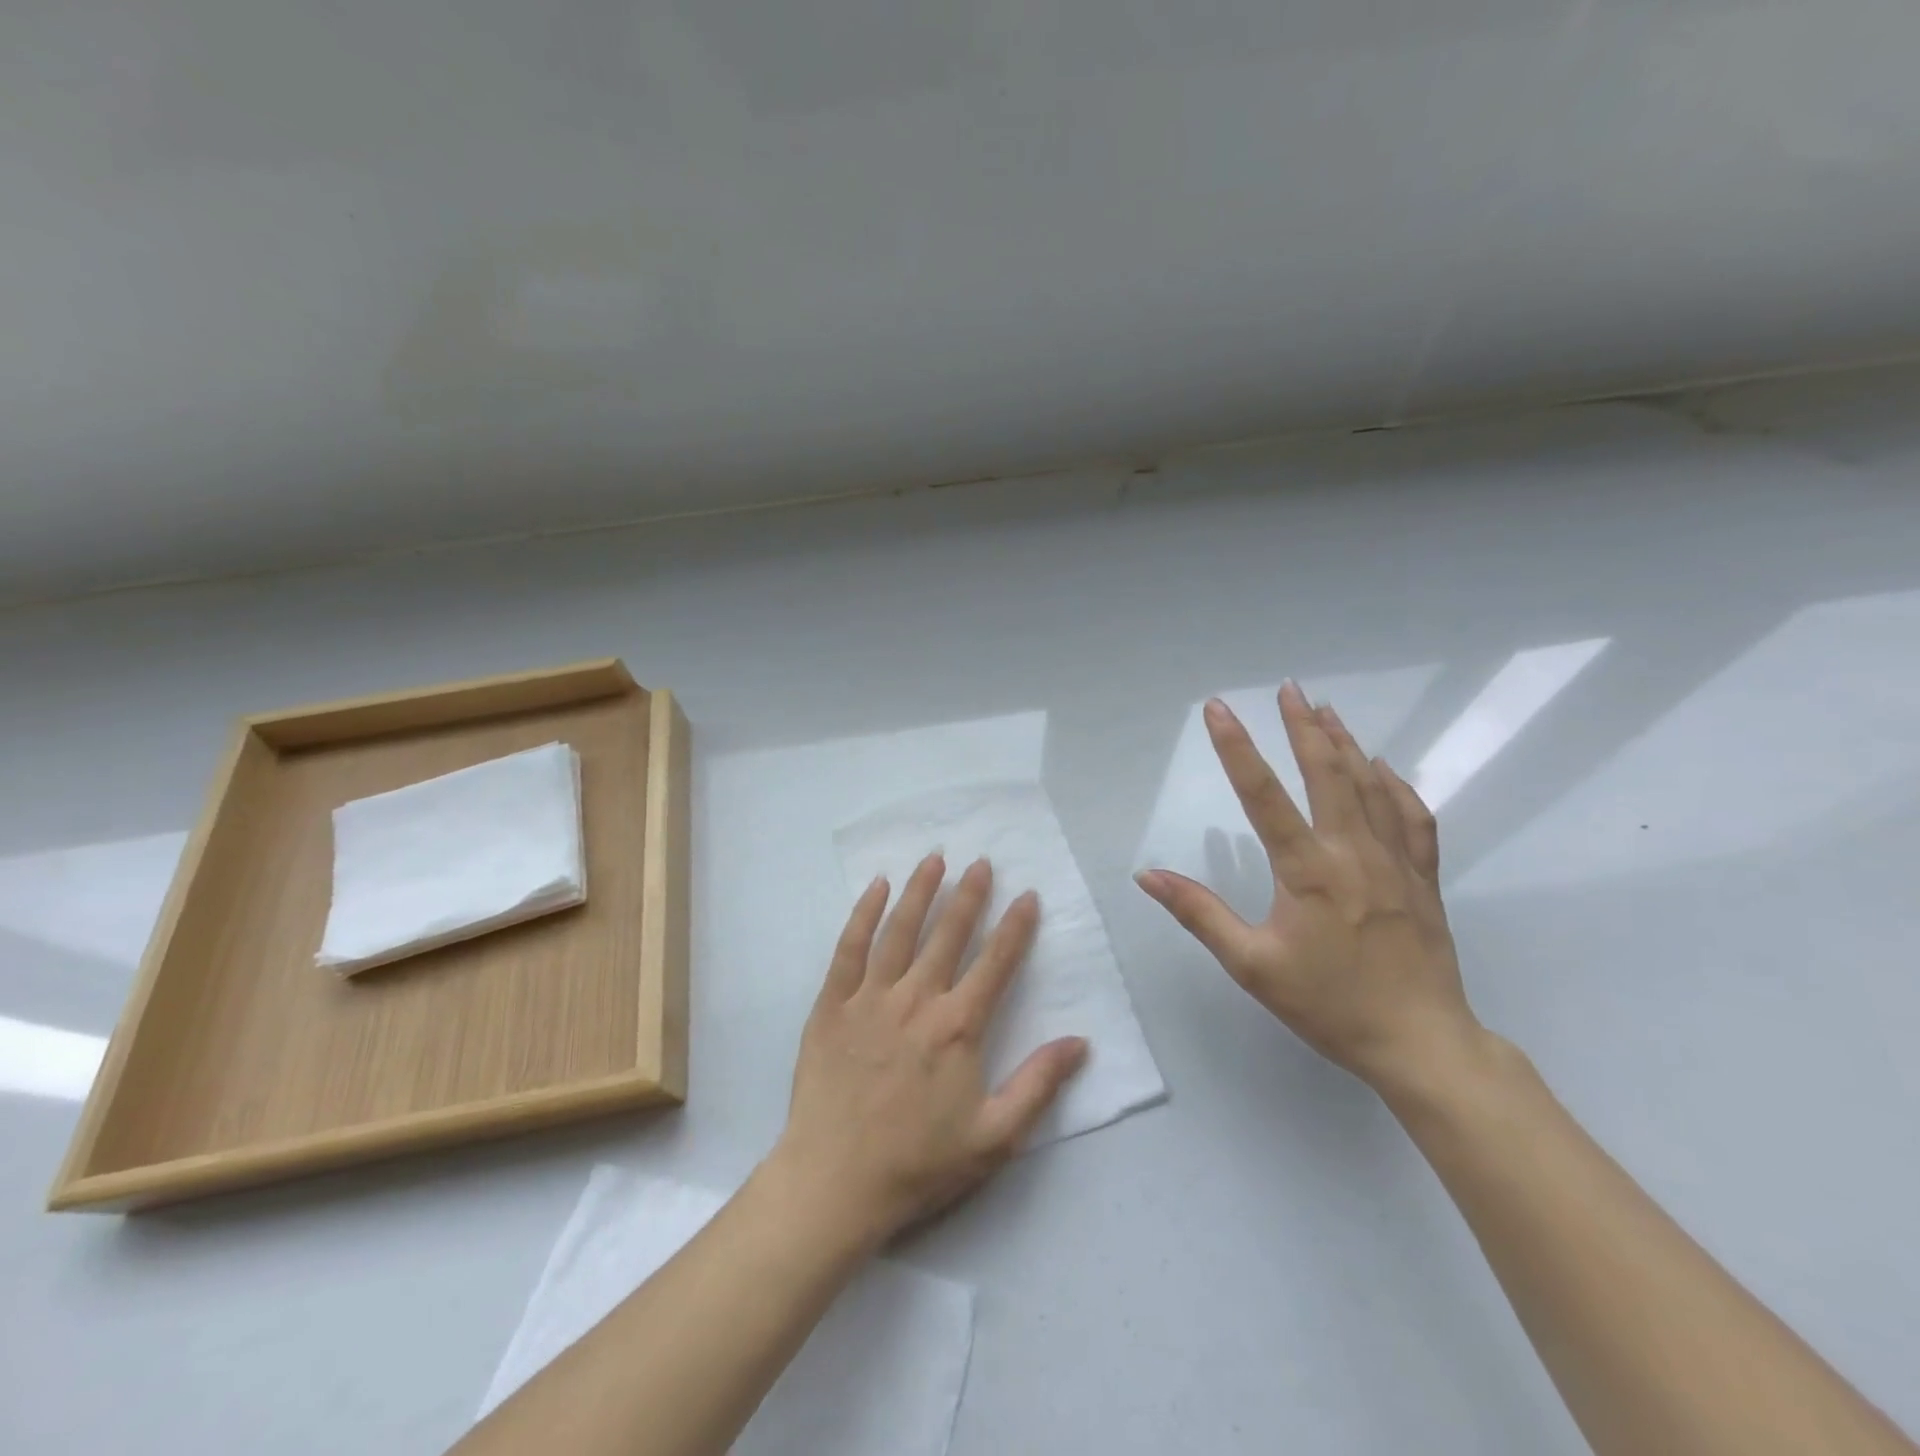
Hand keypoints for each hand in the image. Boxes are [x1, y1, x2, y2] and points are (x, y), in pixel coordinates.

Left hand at [769, 854, 1088, 1248]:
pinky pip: (849, 949)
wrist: (834, 1183)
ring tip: (935, 859)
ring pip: (900, 931)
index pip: (995, 963)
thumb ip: (1038, 1085)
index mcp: (957, 1027)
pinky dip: (863, 915)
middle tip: (982, 863)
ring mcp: (870, 998)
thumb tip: (1081, 1041)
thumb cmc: (918, 1163)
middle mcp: (917, 1000)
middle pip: (949, 935)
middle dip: (970, 895)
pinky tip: (877, 888)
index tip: (1028, 896)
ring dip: (920, 892)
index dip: (1015, 927)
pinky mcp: (832, 1005)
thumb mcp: (994, 1137)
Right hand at [1136, 681, 1480, 1091]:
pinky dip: (1395, 785)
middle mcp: (1353, 853)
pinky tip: (1383, 768)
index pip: (1263, 795)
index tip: (1218, 709)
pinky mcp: (1424, 877)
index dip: (1236, 748)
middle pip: (1327, 773)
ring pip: (1370, 786)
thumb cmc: (1328, 1005)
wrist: (1421, 1043)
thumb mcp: (1251, 965)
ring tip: (1324, 711)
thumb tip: (1148, 876)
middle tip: (1287, 688)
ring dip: (1345, 744)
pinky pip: (1412, 817)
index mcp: (1308, 871)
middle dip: (1303, 727)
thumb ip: (1200, 914)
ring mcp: (1395, 861)